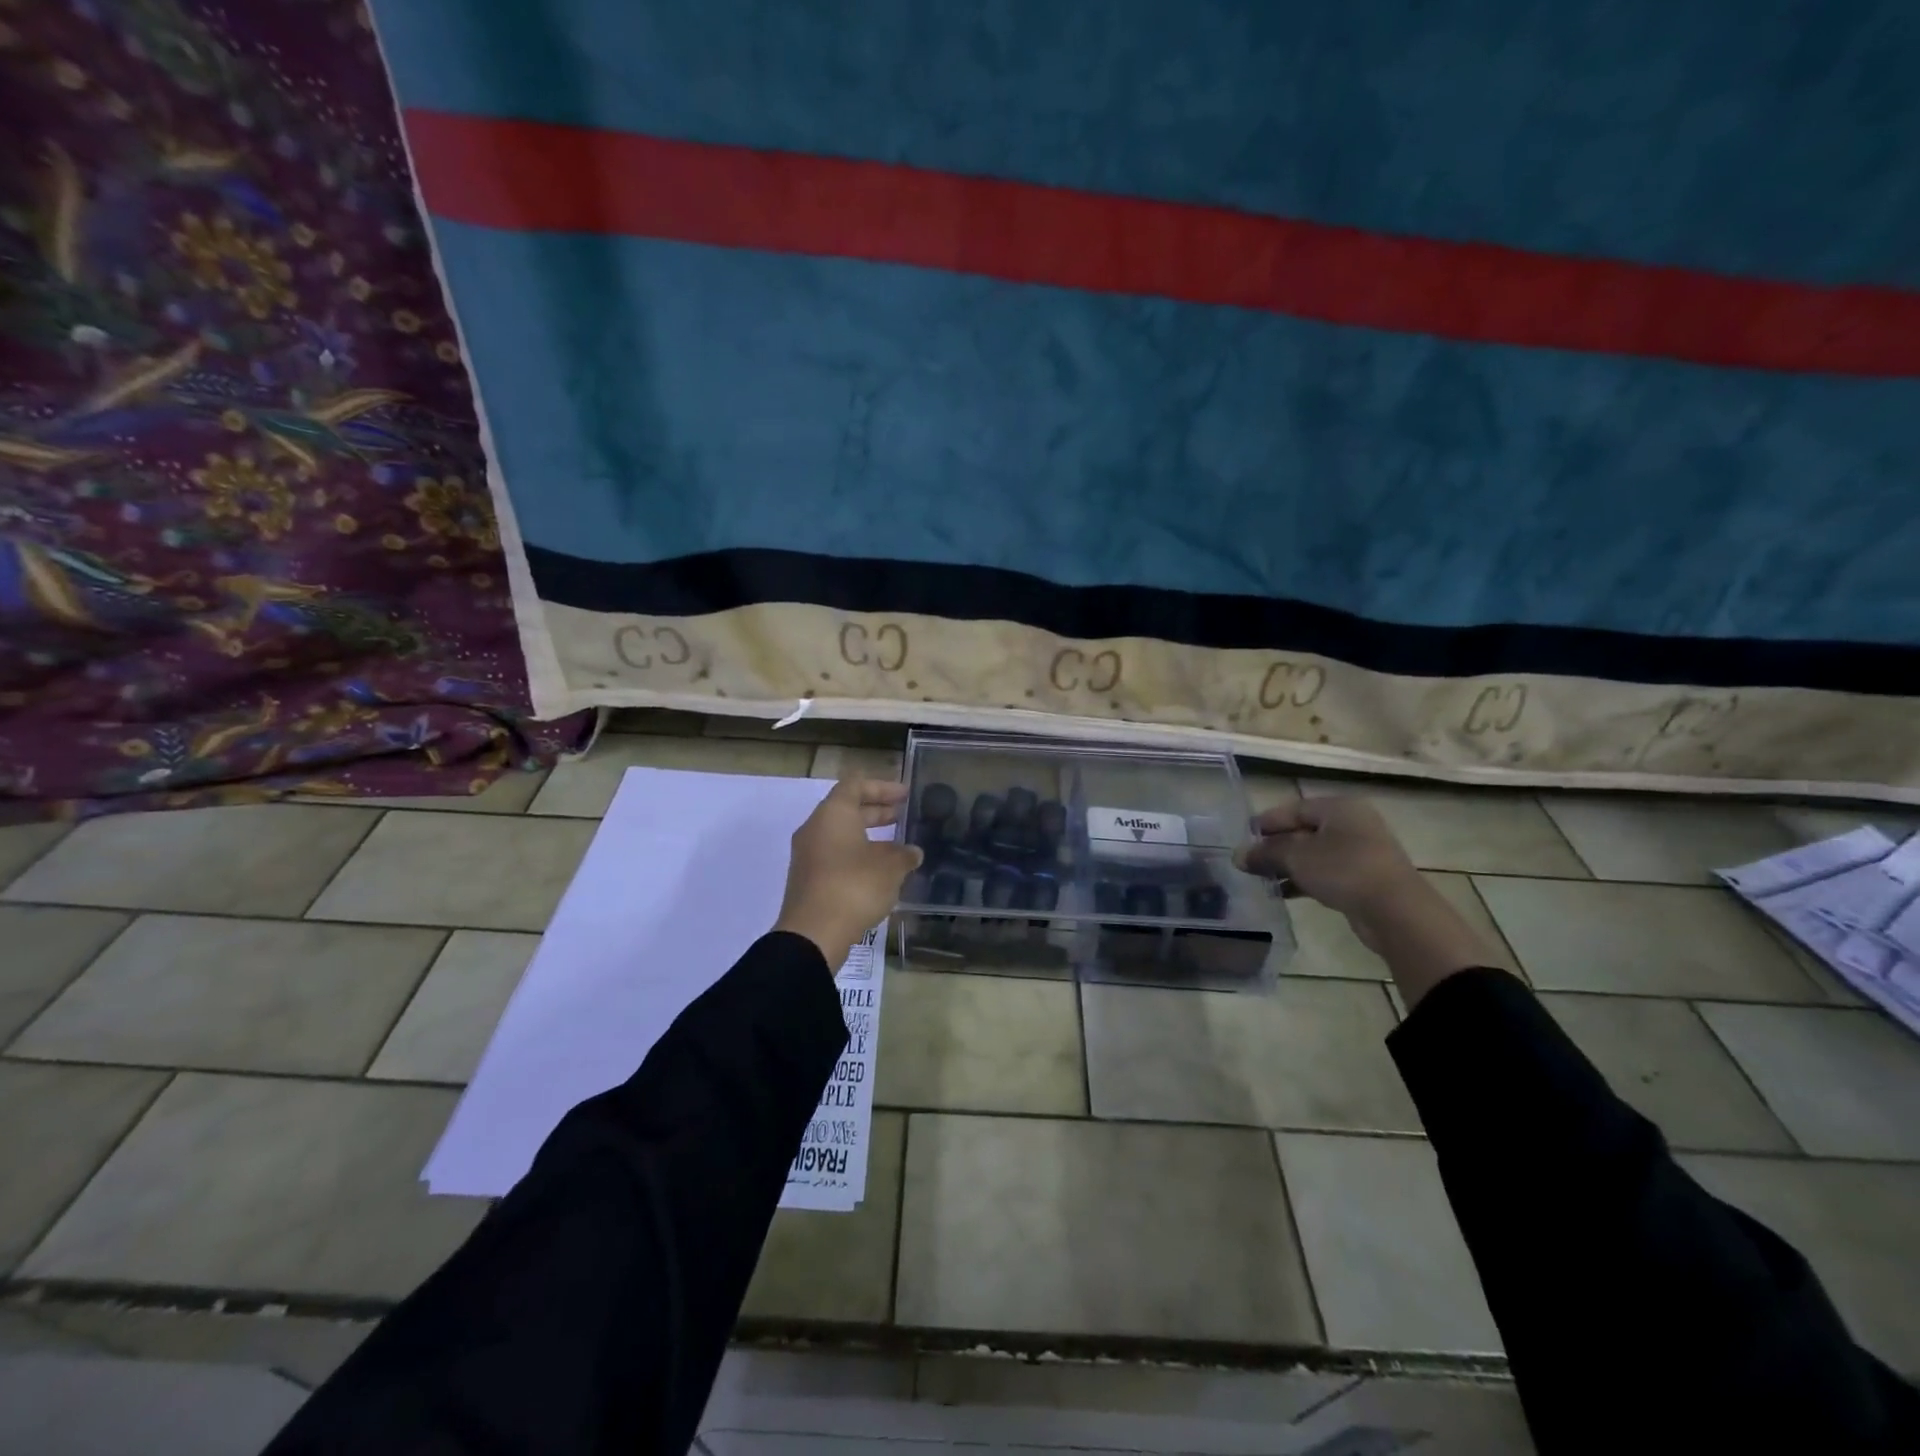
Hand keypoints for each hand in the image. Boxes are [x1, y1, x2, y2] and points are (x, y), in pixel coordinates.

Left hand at [774, 778, 921, 967]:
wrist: (814, 934)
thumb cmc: (854, 886)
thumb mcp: (890, 868)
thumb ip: (904, 855)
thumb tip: (912, 852)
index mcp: (833, 814)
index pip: (856, 785)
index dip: (882, 787)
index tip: (905, 795)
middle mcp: (816, 828)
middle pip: (847, 809)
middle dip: (877, 811)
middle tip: (903, 816)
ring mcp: (808, 855)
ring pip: (841, 834)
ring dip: (868, 836)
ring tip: (897, 847)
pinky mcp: (808, 879)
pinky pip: (835, 856)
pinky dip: (857, 855)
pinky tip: (880, 872)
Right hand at [1234, 795, 1422, 927]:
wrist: (1395, 911)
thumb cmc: (1343, 870)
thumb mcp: (1296, 857)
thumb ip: (1266, 853)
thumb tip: (1238, 855)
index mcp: (1339, 808)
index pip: (1294, 808)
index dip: (1267, 822)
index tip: (1244, 836)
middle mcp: (1353, 824)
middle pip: (1304, 831)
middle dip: (1275, 847)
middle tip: (1250, 861)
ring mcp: (1362, 852)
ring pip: (1314, 854)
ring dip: (1288, 866)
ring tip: (1262, 880)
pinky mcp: (1364, 878)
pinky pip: (1327, 873)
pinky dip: (1305, 880)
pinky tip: (1283, 893)